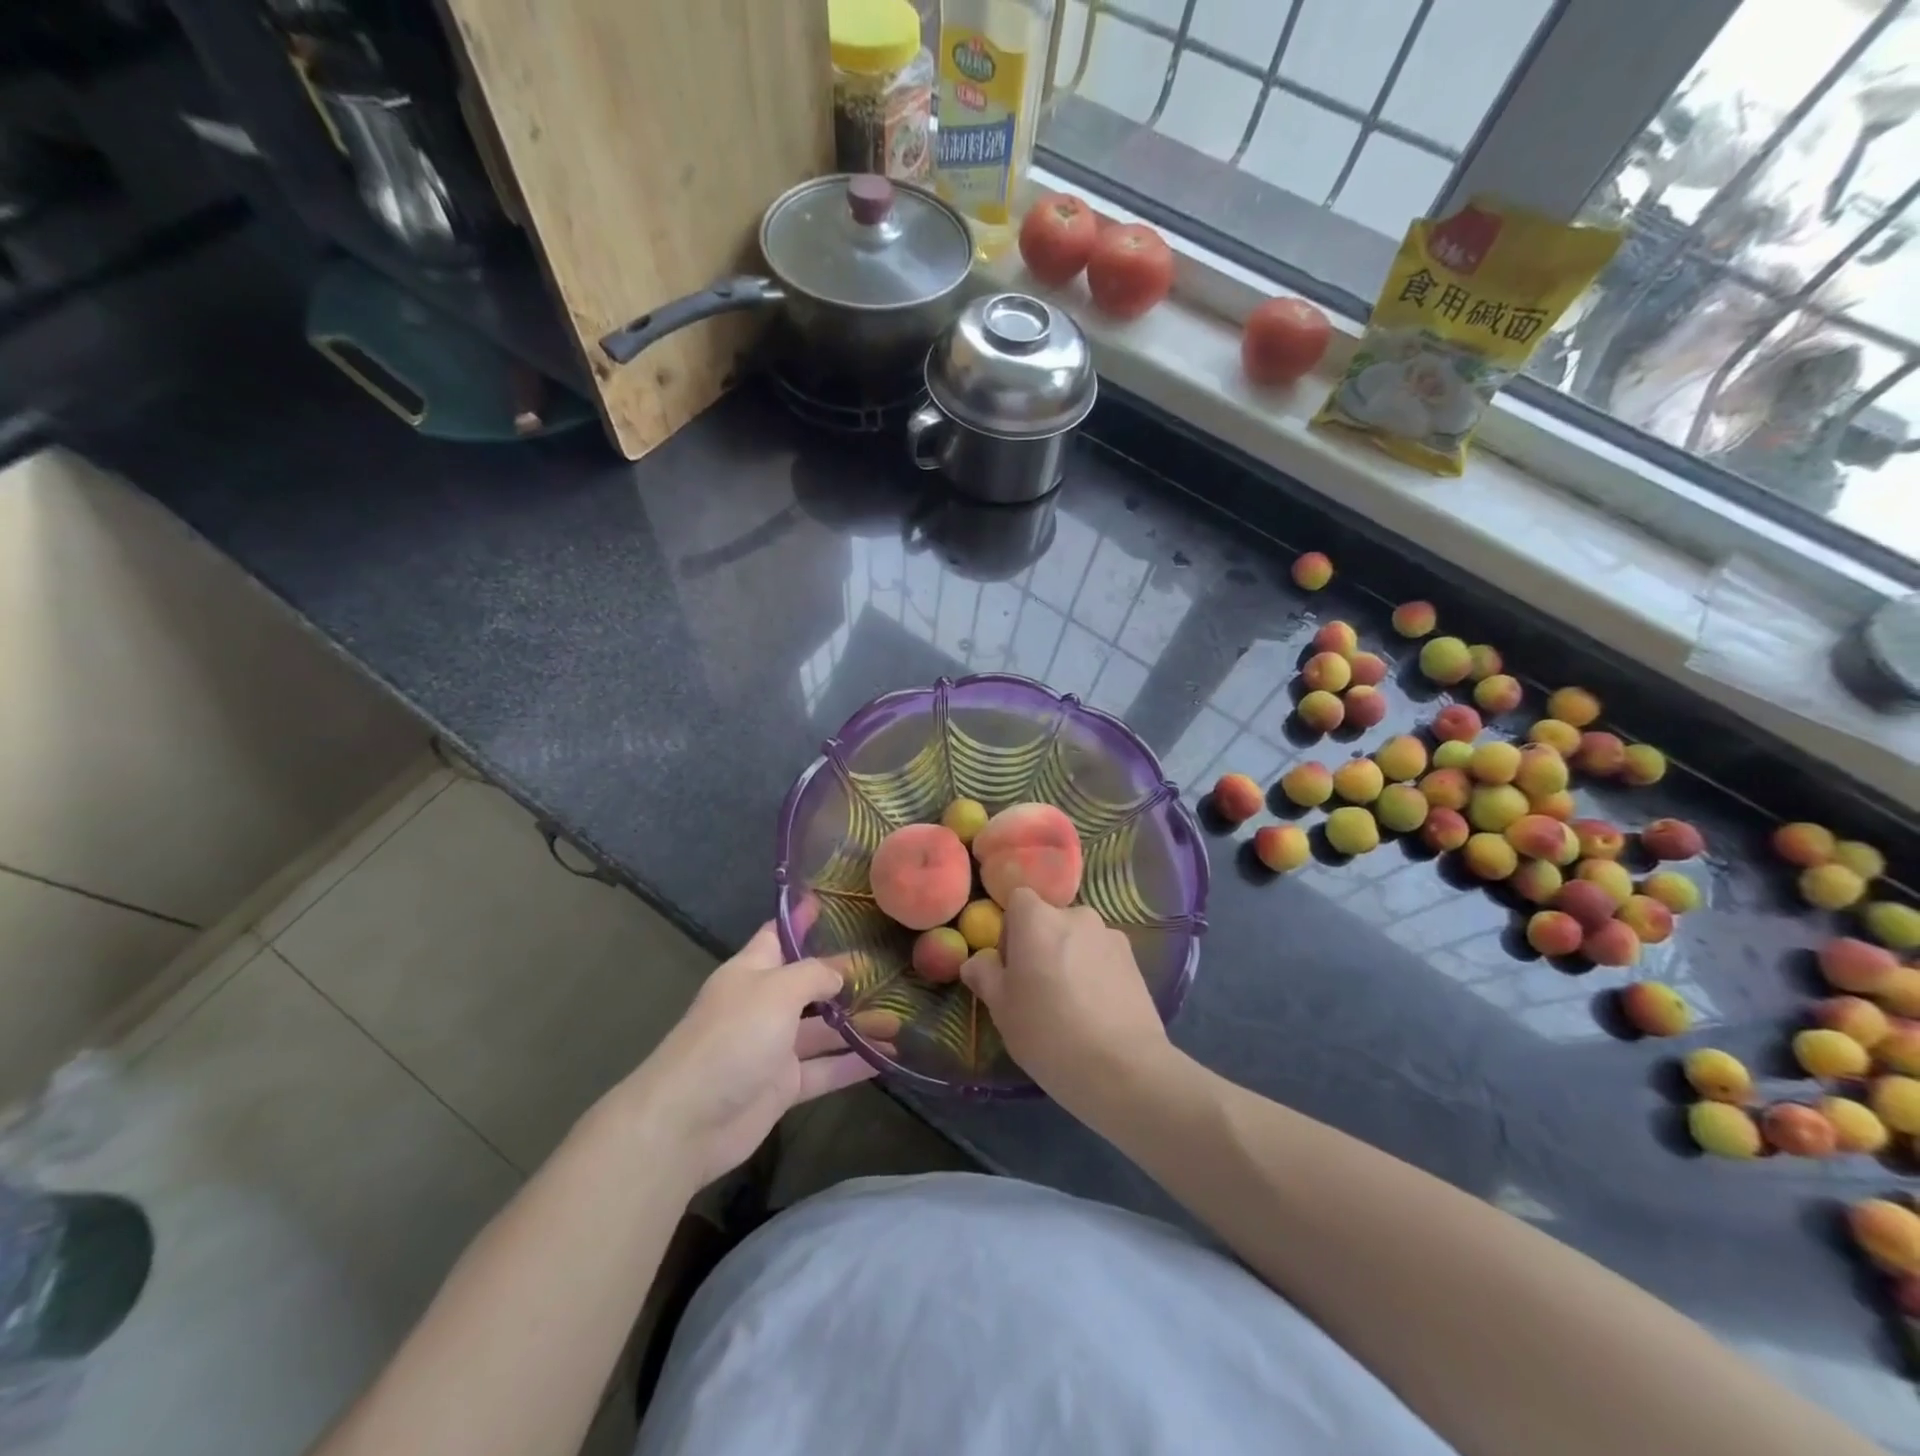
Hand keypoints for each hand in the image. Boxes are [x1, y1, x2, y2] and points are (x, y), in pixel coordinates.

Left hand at [621, 920, 890, 1187]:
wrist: (688, 1120)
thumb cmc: (733, 1037)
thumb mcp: (777, 990)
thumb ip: (814, 975)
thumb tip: (841, 972)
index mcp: (752, 971)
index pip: (779, 935)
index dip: (803, 919)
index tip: (834, 903)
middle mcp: (763, 1005)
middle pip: (809, 984)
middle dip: (844, 977)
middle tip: (889, 966)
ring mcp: (773, 1047)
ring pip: (823, 1030)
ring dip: (858, 1024)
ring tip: (899, 1017)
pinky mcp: (782, 1086)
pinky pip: (825, 1069)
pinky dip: (853, 1064)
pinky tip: (889, 1059)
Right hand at [960, 887, 1172, 1116]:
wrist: (1123, 1068)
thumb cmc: (1048, 1032)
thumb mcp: (1002, 1009)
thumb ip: (985, 976)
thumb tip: (975, 963)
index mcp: (1038, 919)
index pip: (1018, 901)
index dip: (1010, 931)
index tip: (1011, 969)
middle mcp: (1077, 915)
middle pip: (1050, 921)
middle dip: (1042, 946)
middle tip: (1038, 991)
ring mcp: (1110, 936)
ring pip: (1079, 940)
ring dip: (1070, 959)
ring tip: (1072, 1005)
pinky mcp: (1135, 961)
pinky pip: (1103, 958)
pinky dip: (1095, 974)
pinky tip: (1096, 1012)